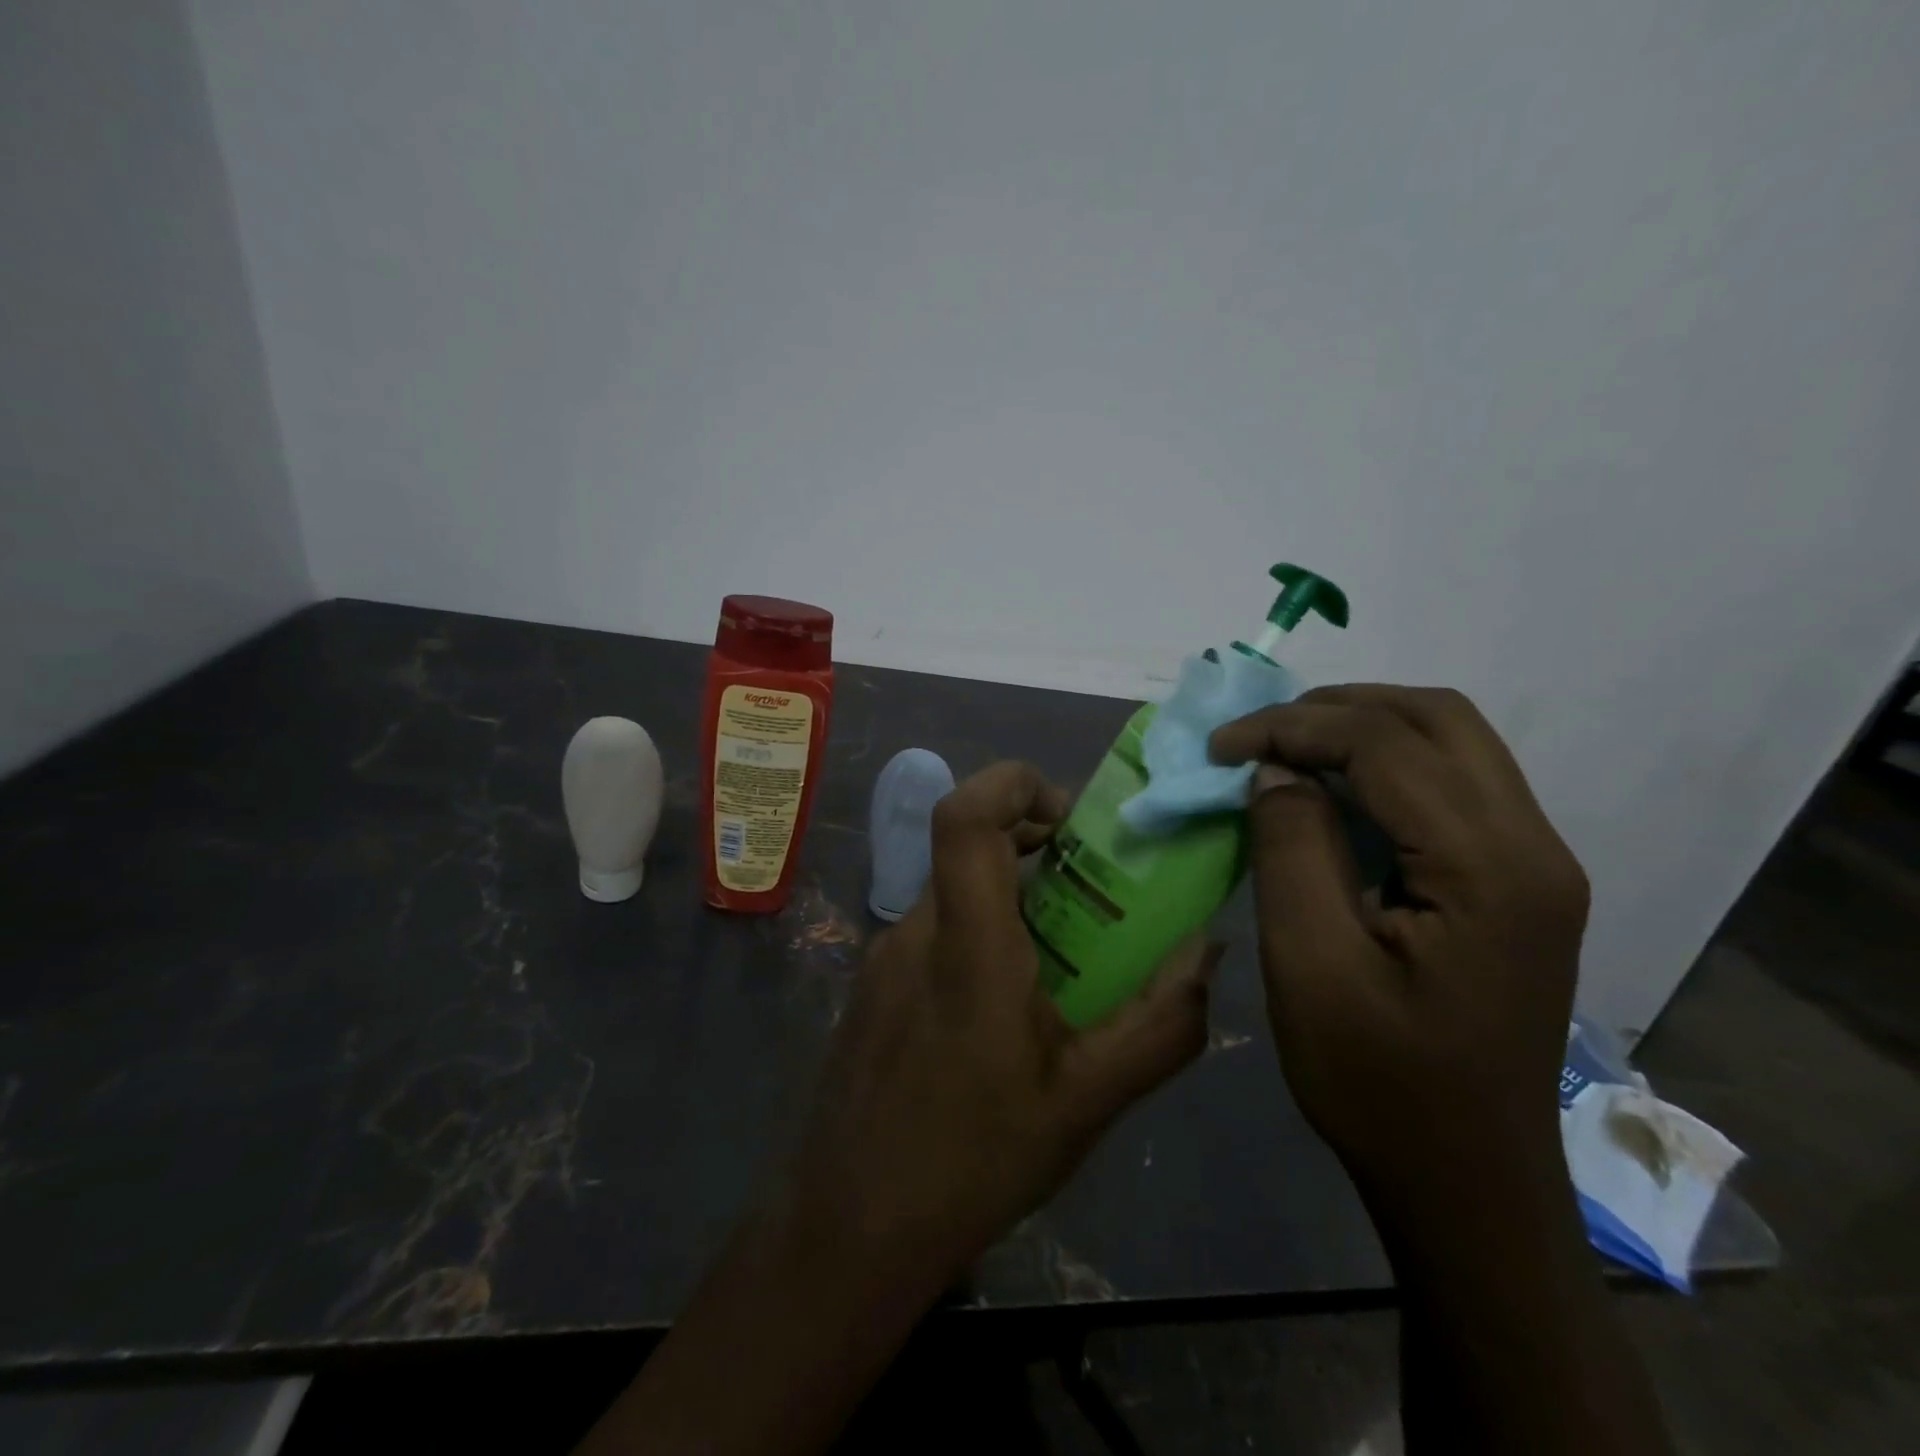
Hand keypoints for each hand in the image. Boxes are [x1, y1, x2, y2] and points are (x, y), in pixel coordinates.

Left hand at [783, 761, 1216, 1290]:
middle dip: (1031, 840)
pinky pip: (933, 931)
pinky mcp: (873, 986)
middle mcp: (916, 931)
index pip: (964, 817)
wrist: (851, 1227)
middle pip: (966, 846)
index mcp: (966, 944)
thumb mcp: (1088, 1101)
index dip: (1011, 783)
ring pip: (953, 891)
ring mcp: (884, 957)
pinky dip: (979, 930)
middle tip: (1088, 880)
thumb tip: (1207, 951)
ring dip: (1009, 893)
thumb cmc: (974, 1159)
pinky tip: (1008, 1003)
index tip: (1068, 814)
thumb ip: (1161, 1024)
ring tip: (1062, 952)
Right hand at [1210, 686, 1586, 1217]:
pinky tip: (1333, 793)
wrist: (1466, 1180)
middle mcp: (1534, 847)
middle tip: (1258, 736)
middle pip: (1438, 718)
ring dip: (1363, 729)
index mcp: (1490, 869)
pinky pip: (1454, 785)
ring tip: (1286, 751)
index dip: (1292, 727)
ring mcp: (1537, 864)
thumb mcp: (1310, 963)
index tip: (1220, 748)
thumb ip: (1291, 847)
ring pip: (1452, 742)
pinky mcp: (1519, 883)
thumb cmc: (1378, 1081)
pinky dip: (1385, 766)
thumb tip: (1277, 771)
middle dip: (1336, 709)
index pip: (1385, 745)